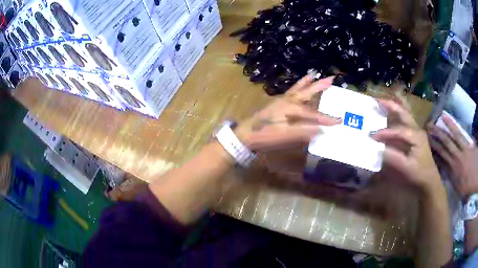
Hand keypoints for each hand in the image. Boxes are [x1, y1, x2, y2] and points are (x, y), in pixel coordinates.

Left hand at [235, 75, 341, 151]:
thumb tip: (321, 130)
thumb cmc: (266, 135)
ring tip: (315, 75)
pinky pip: (291, 91)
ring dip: (308, 83)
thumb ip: (303, 131)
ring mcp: (282, 100)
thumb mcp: (285, 136)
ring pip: (298, 89)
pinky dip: (297, 86)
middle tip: (331, 78)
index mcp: (292, 108)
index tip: (339, 121)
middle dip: (320, 86)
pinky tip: (299, 86)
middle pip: (307, 92)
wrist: (246, 134)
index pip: (313, 113)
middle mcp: (288, 100)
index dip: (326, 118)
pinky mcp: (278, 103)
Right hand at [372, 99, 441, 192]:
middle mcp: (417, 129)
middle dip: (390, 105)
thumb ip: (392, 157)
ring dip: (393, 109)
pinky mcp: (414, 136)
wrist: (429, 179)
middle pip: (403, 113)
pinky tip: (389, 116)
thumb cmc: (419, 173)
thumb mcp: (406, 168)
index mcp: (416, 136)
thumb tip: (377, 148)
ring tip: (381, 104)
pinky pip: (404, 122)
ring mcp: (416, 131)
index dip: (385, 132)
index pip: (398, 130)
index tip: (372, 136)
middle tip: (377, 100)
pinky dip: (396, 117)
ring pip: (404, 115)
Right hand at [428, 115, 477, 196]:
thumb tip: (444, 172)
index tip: (427, 143)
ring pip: (452, 137)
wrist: (477, 177)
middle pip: (446, 145)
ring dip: (443, 129)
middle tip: (428, 129)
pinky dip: (453, 126)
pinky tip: (448, 119)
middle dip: (436, 137)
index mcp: (453, 171)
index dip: (434, 150)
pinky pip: (459, 134)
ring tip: (436, 120)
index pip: (442, 158)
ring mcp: (462, 150)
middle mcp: (456, 158)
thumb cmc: (469, 186)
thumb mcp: (459, 189)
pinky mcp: (467, 144)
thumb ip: (452, 179)